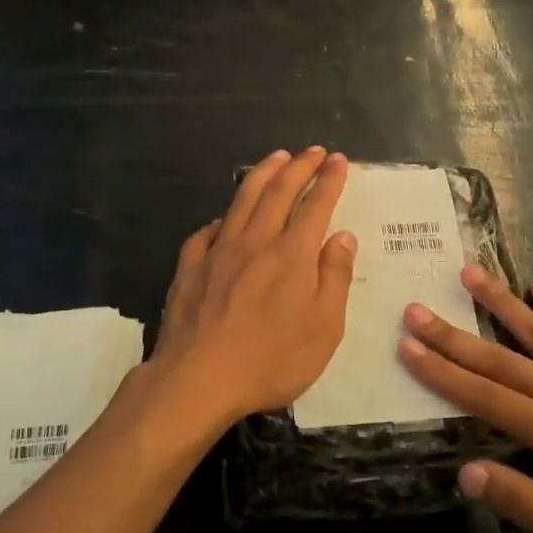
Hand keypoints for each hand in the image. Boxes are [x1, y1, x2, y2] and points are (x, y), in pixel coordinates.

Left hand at [145, 147, 357, 430]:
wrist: (198, 380)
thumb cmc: (271, 360)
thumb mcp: (324, 328)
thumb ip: (334, 278)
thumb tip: (342, 237)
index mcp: (292, 255)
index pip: (315, 205)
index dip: (329, 180)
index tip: (338, 161)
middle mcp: (255, 242)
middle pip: (278, 192)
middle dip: (299, 166)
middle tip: (313, 151)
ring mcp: (218, 253)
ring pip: (242, 201)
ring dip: (262, 175)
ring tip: (275, 158)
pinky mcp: (189, 269)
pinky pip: (206, 233)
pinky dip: (221, 219)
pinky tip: (223, 220)